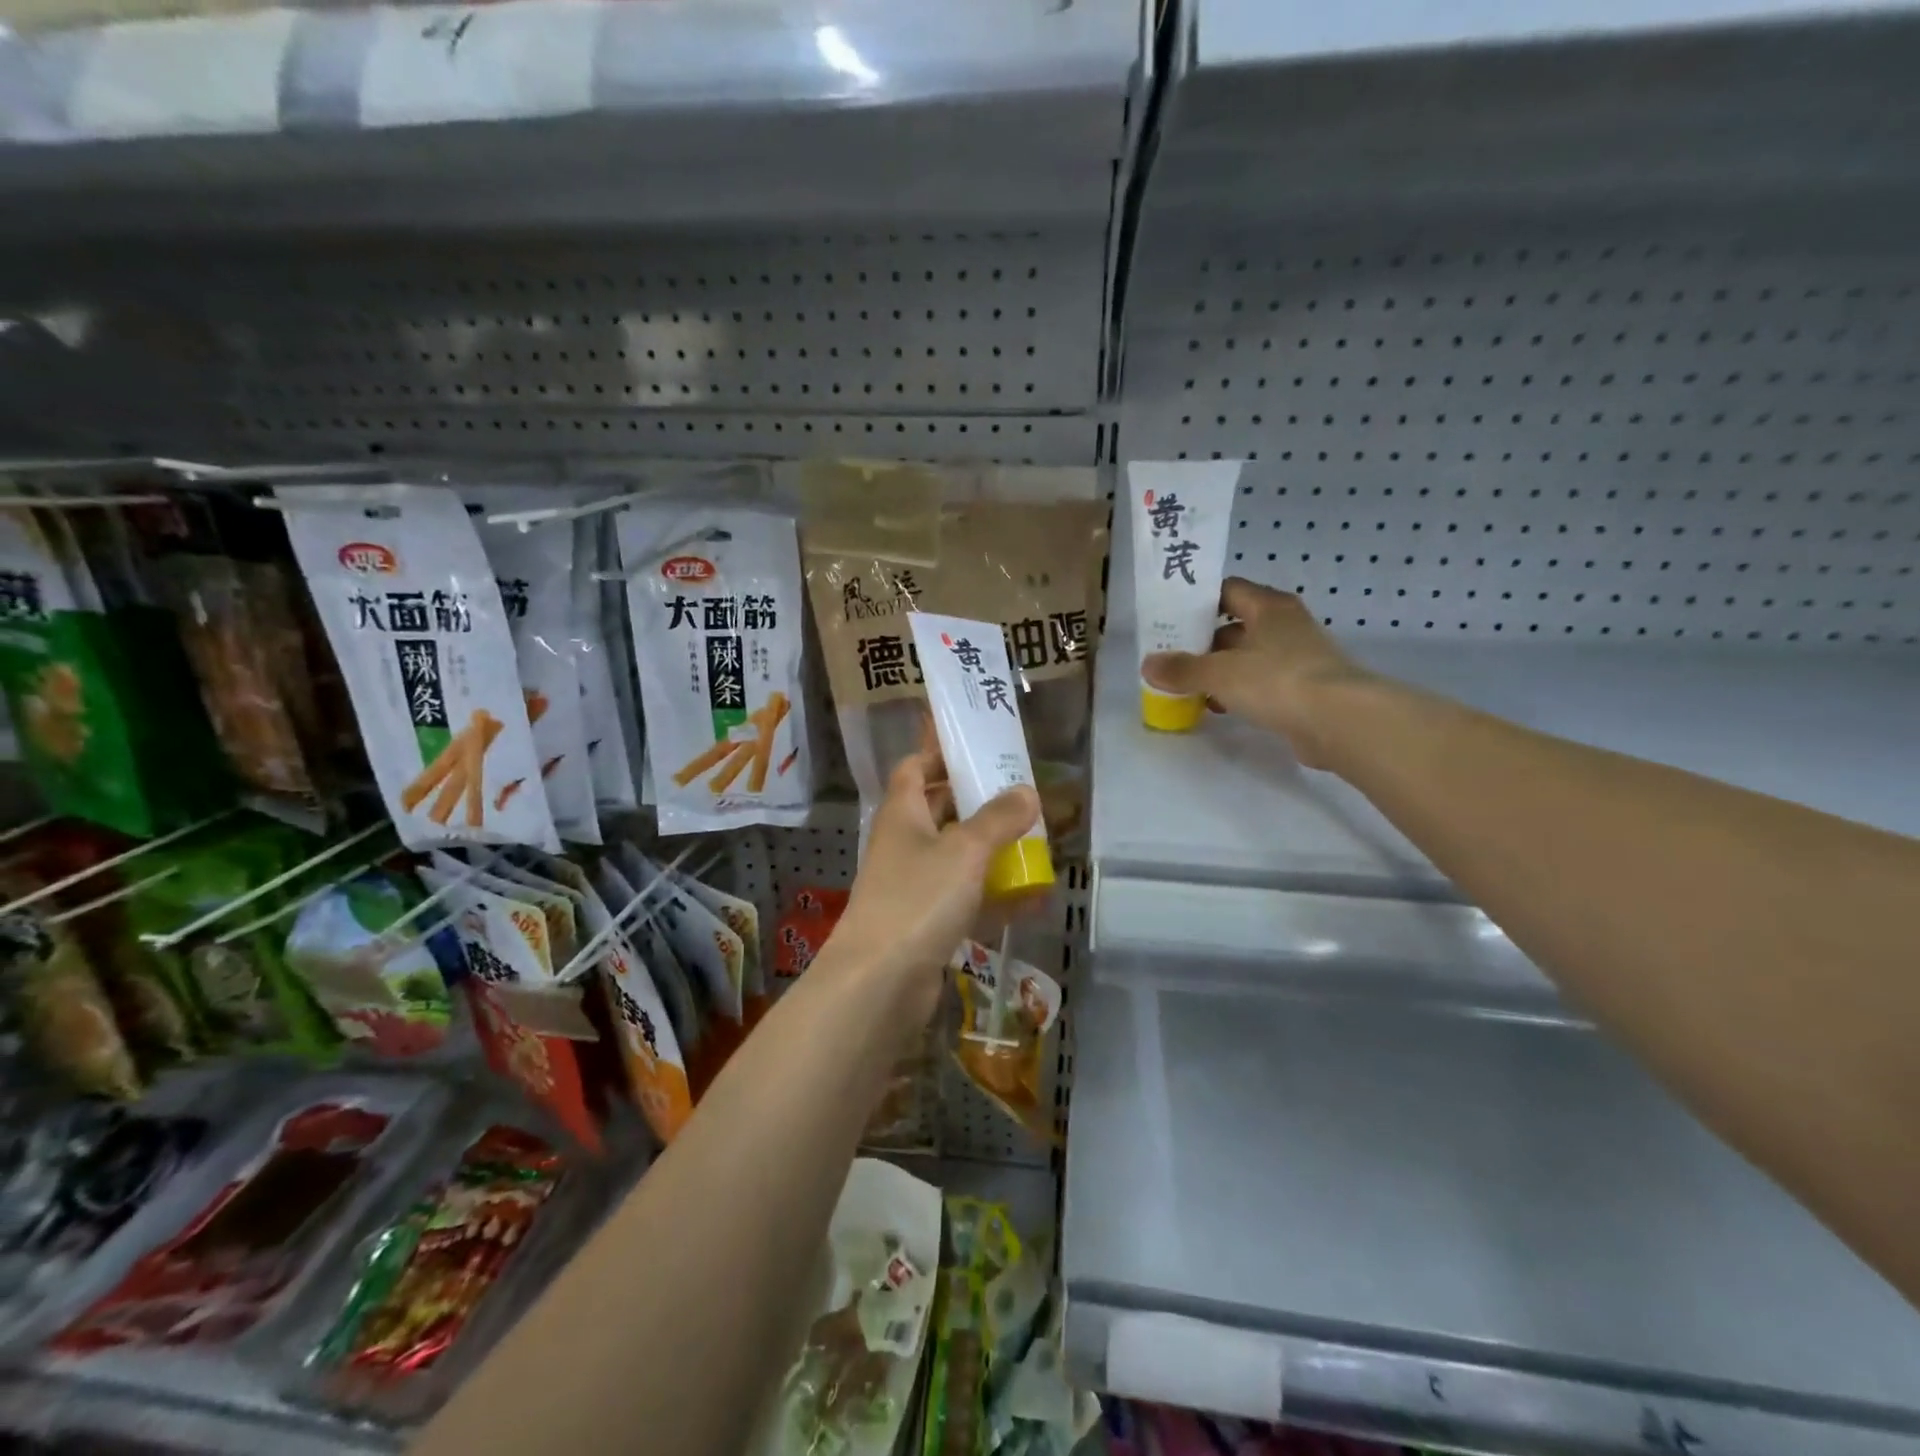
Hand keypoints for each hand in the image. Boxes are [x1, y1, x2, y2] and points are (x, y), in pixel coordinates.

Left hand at [830, 750, 1039, 996]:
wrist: (879, 982)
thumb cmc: (918, 899)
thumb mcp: (965, 850)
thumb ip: (999, 819)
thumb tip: (1027, 791)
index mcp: (902, 813)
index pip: (915, 768)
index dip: (941, 754)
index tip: (978, 748)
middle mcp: (904, 844)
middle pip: (941, 811)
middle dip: (979, 803)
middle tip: (1022, 796)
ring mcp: (914, 886)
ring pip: (957, 857)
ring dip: (992, 851)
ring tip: (1037, 843)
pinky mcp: (927, 923)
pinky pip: (966, 899)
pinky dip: (995, 896)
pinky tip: (1034, 898)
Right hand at [1141, 579, 1372, 768]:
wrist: (1339, 721)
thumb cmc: (1277, 680)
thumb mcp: (1219, 673)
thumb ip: (1182, 669)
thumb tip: (1147, 665)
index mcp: (1269, 607)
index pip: (1228, 590)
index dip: (1198, 601)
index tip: (1170, 618)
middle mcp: (1285, 625)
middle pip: (1235, 625)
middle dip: (1203, 642)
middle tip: (1171, 657)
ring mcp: (1298, 657)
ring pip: (1248, 657)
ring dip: (1220, 670)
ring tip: (1187, 686)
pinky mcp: (1304, 688)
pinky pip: (1262, 683)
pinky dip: (1239, 691)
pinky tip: (1218, 707)